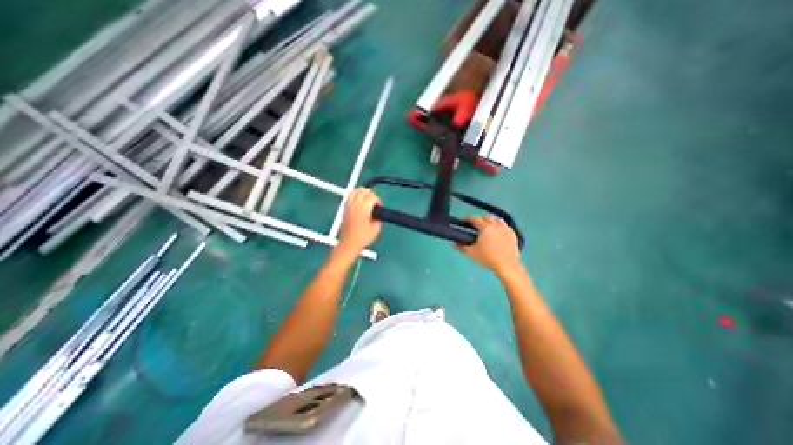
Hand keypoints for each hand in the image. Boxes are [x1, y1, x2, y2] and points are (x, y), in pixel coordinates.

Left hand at [337, 187, 380, 253]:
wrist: (349, 243)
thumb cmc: (364, 237)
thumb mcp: (376, 228)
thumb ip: (378, 217)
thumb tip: (377, 212)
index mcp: (364, 208)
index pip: (372, 197)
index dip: (377, 200)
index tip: (379, 207)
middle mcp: (355, 204)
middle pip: (363, 191)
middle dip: (370, 195)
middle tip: (374, 202)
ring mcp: (349, 206)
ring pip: (355, 191)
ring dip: (362, 193)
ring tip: (366, 199)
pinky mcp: (344, 209)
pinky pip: (349, 196)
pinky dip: (354, 196)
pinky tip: (358, 201)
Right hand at [456, 216, 525, 274]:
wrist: (507, 266)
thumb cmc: (488, 258)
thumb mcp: (471, 253)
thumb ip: (461, 246)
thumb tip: (454, 243)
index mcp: (485, 228)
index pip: (475, 219)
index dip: (468, 219)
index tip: (465, 221)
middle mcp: (496, 225)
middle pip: (487, 217)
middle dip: (480, 219)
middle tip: (476, 225)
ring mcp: (506, 229)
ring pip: (498, 219)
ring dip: (491, 220)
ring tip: (488, 226)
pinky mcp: (513, 234)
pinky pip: (506, 226)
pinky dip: (501, 226)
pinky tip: (499, 232)